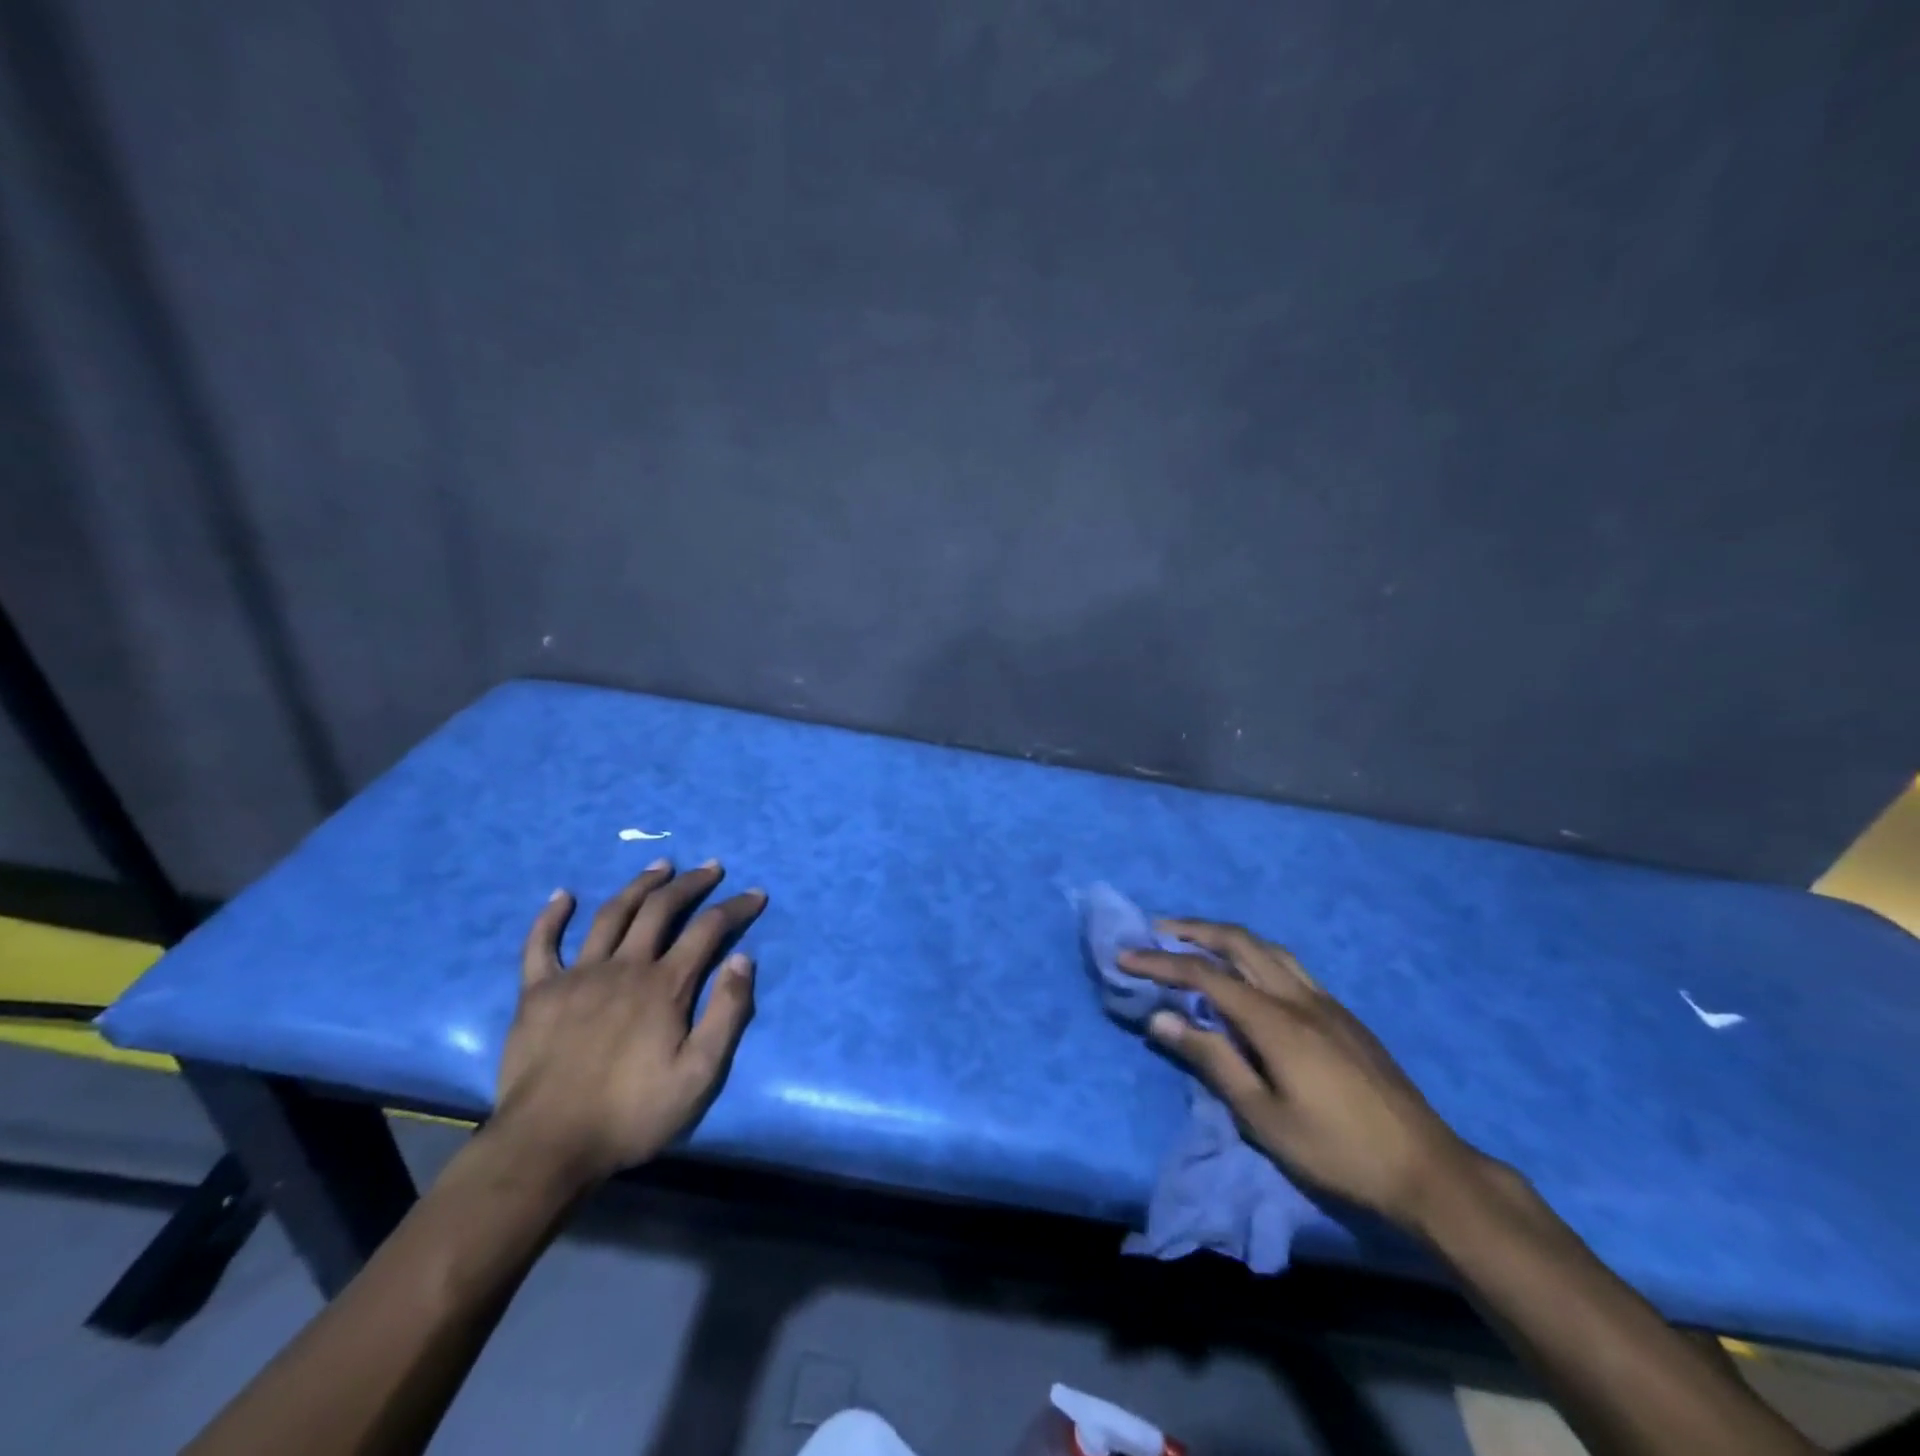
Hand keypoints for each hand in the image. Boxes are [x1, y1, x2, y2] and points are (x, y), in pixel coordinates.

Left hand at [491, 861, 764, 1187]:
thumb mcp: (699, 1074)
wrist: (547, 1146)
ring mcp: (577, 975)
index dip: (735, 907)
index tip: (756, 893)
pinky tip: (562, 895)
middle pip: (661, 909)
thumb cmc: (631, 1113)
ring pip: (611, 914)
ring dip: (639, 885)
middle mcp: (624, 967)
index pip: (708, 929)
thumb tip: (745, 959)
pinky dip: (550, 917)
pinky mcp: (538, 992)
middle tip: (710, 868)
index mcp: (665, 985)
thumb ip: (727, 1013)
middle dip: (690, 883)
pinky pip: (541, 944)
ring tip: (659, 866)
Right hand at [1121, 920, 1476, 1233]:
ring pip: (1268, 948)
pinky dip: (1255, 955)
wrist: (1427, 1169)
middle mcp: (1299, 997)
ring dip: (1226, 937)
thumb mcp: (1263, 1116)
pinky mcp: (1343, 1015)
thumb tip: (1161, 1020)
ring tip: (1197, 943)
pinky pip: (1289, 966)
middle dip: (1193, 930)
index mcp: (1275, 1020)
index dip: (1161, 962)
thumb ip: (1212, 1060)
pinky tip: (1249, 977)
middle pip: (1239, 942)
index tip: (1125, 956)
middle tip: (1157, 931)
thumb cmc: (1337, 1151)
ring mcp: (1326, 1002)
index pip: (1205, 975)